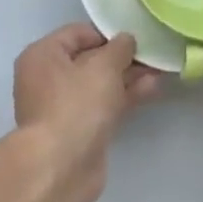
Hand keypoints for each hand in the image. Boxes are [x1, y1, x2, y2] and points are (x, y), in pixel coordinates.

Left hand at [11, 24, 162, 201]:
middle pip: (90, 60)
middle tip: (153, 55)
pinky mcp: (79, 130)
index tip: (135, 38)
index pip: (78, 33)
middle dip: (122, 58)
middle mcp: (47, 78)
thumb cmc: (75, 105)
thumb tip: (126, 40)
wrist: (60, 168)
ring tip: (160, 71)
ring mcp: (62, 106)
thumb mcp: (102, 67)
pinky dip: (125, 97)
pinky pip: (104, 105)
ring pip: (100, 85)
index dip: (108, 33)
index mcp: (43, 55)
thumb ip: (119, 48)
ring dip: (128, 78)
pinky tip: (152, 90)